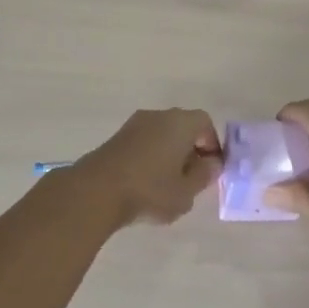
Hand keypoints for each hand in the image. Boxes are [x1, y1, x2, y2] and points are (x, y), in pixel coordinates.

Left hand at [71, 109, 221, 227]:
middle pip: (183, 126)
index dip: (212, 144)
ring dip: (169, 153)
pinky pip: (144, 141)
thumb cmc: (150, 190)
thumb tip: (211, 163)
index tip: (211, 168)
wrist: (96, 190)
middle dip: (191, 149)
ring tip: (168, 184)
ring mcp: (135, 124)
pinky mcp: (117, 137)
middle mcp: (159, 115)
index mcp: (181, 122)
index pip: (205, 123)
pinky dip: (151, 156)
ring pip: (162, 134)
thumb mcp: (186, 192)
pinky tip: (146, 182)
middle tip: (191, 177)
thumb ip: (204, 175)